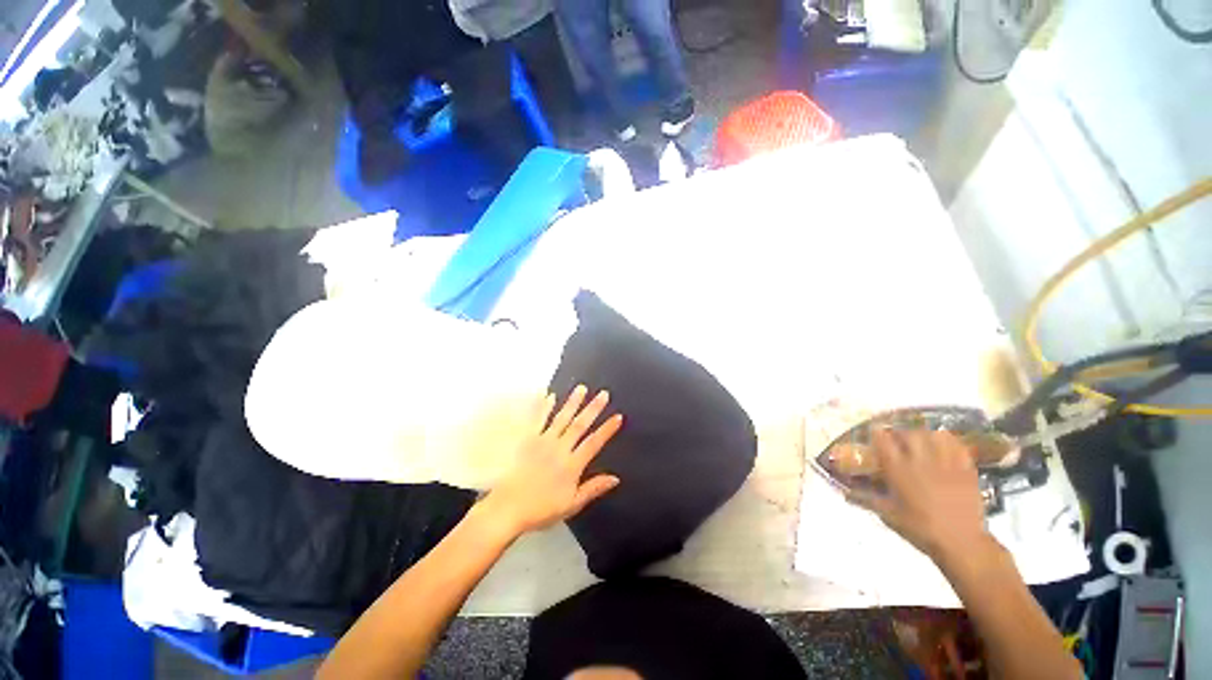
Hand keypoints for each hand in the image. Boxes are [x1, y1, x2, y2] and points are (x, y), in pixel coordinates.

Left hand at [478, 386, 622, 537]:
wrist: (508, 508)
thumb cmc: (541, 509)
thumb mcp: (572, 504)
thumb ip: (593, 489)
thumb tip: (615, 478)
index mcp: (572, 465)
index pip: (594, 443)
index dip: (607, 429)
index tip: (618, 416)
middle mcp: (560, 448)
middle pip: (580, 425)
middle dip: (593, 408)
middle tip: (603, 394)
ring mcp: (543, 441)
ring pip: (561, 417)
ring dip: (572, 402)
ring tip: (581, 388)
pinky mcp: (527, 440)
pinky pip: (537, 420)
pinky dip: (543, 406)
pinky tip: (549, 395)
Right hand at [845, 429, 990, 561]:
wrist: (960, 542)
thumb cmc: (919, 528)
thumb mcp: (888, 514)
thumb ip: (866, 500)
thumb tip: (844, 493)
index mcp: (898, 470)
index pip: (883, 440)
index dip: (877, 433)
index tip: (874, 433)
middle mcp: (920, 461)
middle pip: (909, 433)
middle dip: (902, 433)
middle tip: (898, 439)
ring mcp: (945, 464)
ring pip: (934, 435)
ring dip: (925, 435)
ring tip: (922, 440)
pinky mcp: (966, 470)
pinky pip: (958, 446)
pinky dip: (950, 442)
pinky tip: (945, 445)